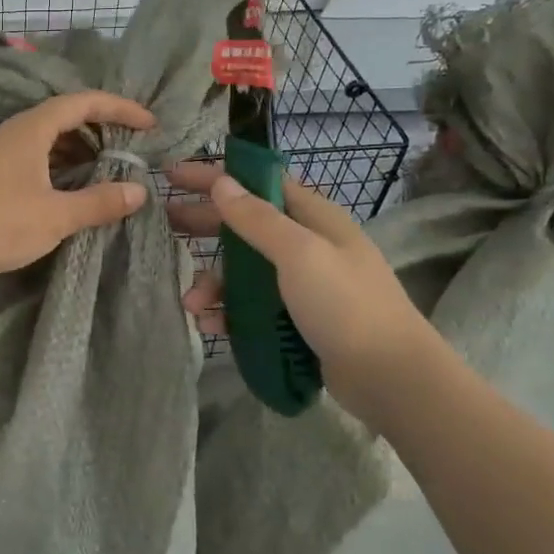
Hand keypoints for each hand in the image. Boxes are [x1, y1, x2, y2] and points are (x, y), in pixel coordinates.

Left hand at [0, 91, 156, 288]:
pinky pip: (38, 160)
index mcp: (32, 129)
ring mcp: (3, 155)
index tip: (149, 125)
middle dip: (102, 129)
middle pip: (66, 117)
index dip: (119, 108)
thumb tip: (138, 191)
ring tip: (110, 170)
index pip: (83, 102)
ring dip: (81, 150)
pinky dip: (62, 168)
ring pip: (50, 141)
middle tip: (132, 149)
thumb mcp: (55, 215)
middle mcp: (16, 133)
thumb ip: (98, 202)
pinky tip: (75, 190)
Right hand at [165, 161, 444, 419]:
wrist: (390, 378)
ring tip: (192, 304)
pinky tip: (211, 324)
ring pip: (243, 271)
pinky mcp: (294, 318)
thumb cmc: (346, 305)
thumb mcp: (299, 254)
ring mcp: (301, 284)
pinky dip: (228, 311)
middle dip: (204, 226)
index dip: (217, 177)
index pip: (258, 184)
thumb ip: (256, 219)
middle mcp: (306, 244)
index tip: (173, 175)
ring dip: (214, 283)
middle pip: (245, 225)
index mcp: (313, 218)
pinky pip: (251, 305)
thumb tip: (221, 182)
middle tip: (164, 227)